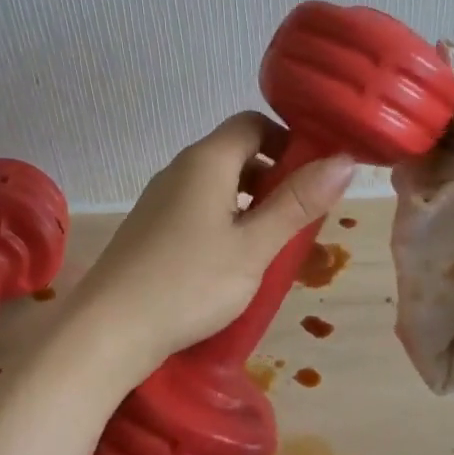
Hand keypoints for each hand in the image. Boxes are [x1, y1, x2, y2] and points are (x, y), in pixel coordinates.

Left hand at [66, 113, 354, 386]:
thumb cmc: (189, 283)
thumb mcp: (254, 246)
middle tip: (302, 215)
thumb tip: (345, 159)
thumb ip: (298, 202)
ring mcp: (160, 199)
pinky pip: (199, 208)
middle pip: (236, 152)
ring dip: (252, 202)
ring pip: (218, 184)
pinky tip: (235, 261)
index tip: (315, 175)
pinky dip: (226, 220)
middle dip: (274, 176)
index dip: (288, 140)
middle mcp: (180, 169)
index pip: (253, 123)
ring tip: (275, 243)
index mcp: (206, 161)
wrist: (108, 330)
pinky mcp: (151, 228)